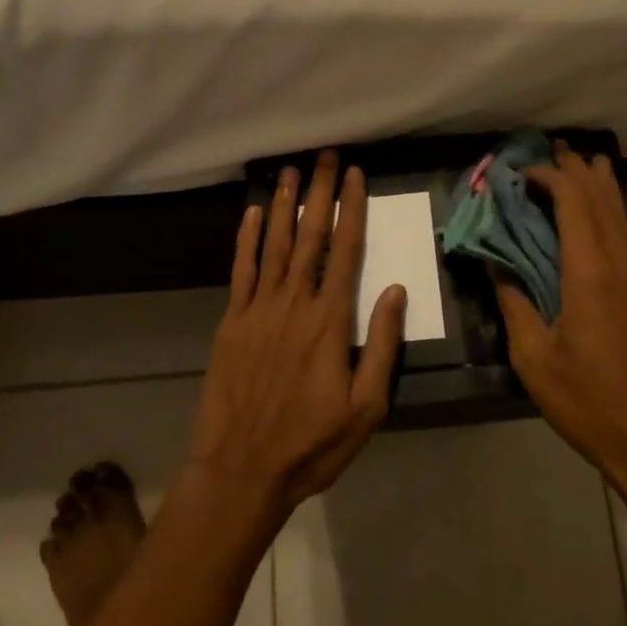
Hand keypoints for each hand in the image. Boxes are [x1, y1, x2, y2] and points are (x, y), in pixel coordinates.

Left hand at [187, 152, 407, 521]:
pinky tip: (250, 214)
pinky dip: (245, 239)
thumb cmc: (312, 443)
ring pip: (273, 244)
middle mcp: (294, 303)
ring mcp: (258, 309)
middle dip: (318, 192)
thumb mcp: (366, 406)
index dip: (350, 208)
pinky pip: (240, 270)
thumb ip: (381, 344)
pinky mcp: (232, 322)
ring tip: (289, 171)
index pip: (346, 250)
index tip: (353, 175)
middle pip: (310, 235)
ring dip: (282, 204)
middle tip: (324, 155)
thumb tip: (395, 289)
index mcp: (330, 320)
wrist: (242, 470)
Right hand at [492, 144, 626, 510]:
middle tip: (553, 149)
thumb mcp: (534, 358)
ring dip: (605, 186)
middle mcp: (621, 265)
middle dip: (575, 172)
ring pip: (625, 217)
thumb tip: (493, 262)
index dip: (548, 179)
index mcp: (588, 274)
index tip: (521, 172)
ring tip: (589, 160)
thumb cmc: (587, 403)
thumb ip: (514, 302)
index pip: (571, 204)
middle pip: (599, 202)